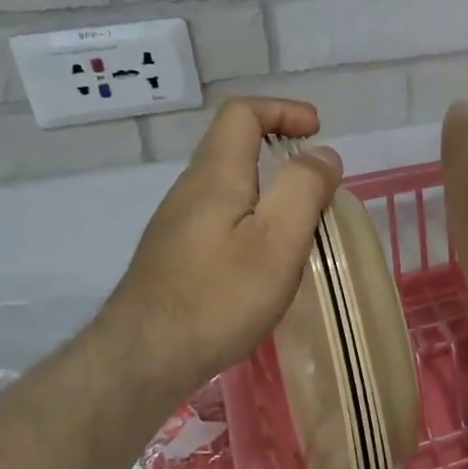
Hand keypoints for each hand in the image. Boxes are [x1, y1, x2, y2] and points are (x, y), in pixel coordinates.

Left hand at [97, 97, 341, 403]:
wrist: (145, 358)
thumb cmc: (220, 296)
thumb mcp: (278, 241)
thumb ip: (304, 189)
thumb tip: (322, 155)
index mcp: (216, 175)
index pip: (242, 113)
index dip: (283, 110)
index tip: (317, 132)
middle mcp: (191, 189)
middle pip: (234, 145)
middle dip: (281, 149)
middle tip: (319, 184)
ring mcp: (178, 223)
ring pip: (229, 183)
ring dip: (269, 187)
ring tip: (301, 224)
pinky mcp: (176, 253)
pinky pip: (221, 214)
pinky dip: (253, 216)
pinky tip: (267, 259)